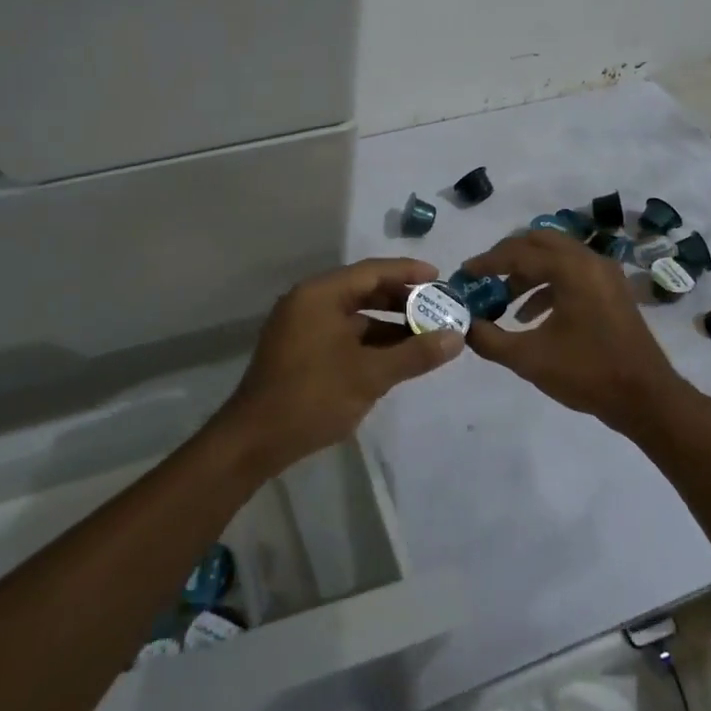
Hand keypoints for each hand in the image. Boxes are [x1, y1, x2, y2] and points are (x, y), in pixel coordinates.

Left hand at [216, 258, 462, 477]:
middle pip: (363, 290)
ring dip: (389, 323)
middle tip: (439, 308)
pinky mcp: (302, 350)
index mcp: (320, 294)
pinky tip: (397, 356)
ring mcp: (303, 326)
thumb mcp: (370, 375)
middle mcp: (309, 301)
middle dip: (402, 299)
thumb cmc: (312, 396)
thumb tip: (456, 337)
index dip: (408, 272)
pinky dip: (371, 341)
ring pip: (355, 315)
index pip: (372, 271)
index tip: (441, 278)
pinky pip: (344, 334)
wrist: (255, 440)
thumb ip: (414, 353)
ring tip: (427, 334)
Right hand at [460, 231, 679, 433]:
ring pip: (556, 256)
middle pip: (538, 241)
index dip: (486, 262)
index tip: (463, 274)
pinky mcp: (612, 290)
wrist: (647, 399)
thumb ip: (489, 339)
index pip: (517, 253)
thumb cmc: (587, 373)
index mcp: (570, 269)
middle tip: (484, 276)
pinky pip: (572, 272)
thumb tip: (463, 326)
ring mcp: (605, 274)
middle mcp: (589, 260)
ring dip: (527, 271)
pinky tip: (530, 315)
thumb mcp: (528, 359)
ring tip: (503, 300)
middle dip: (507, 256)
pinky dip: (547, 284)